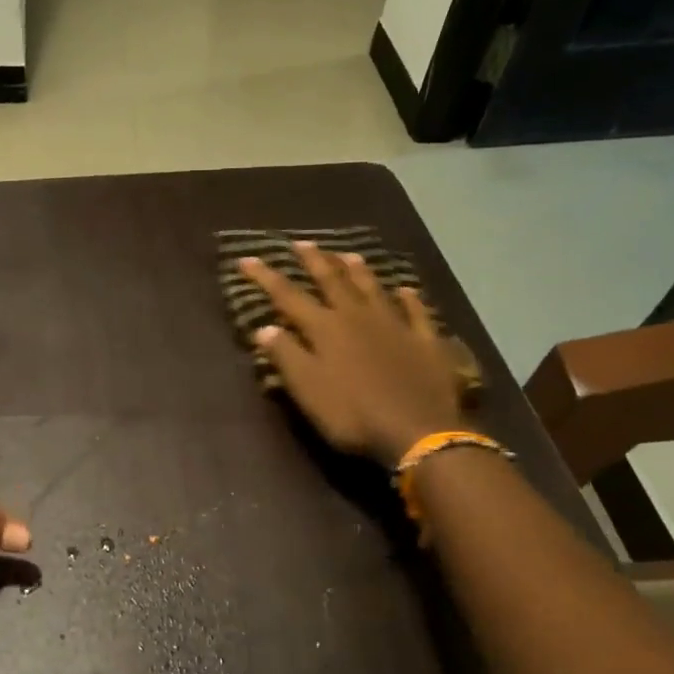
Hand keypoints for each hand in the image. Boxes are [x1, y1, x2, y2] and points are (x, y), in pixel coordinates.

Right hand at [241, 242, 474, 466]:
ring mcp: (396, 325)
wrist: (418, 430)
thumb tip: (264, 328)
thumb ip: (286, 356)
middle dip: (314, 261)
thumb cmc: (353, 414)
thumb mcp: (308, 390)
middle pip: (333, 281)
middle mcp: (358, 317)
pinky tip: (406, 289)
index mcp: (326, 329)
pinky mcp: (425, 341)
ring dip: (358, 270)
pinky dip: (410, 298)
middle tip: (302, 242)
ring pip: (373, 289)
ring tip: (347, 254)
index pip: (289, 296)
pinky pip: (417, 312)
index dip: (267, 277)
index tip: (248, 258)